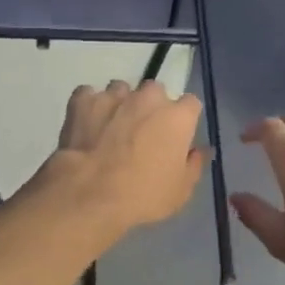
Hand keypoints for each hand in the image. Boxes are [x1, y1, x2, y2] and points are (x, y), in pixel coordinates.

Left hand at [40, 80, 207, 237]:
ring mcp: (114, 96)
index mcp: (177, 117)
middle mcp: (148, 98)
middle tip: (142, 132)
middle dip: (151, 107)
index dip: (184, 119)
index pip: (190, 104)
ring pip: (121, 90)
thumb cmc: (143, 194)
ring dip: (120, 104)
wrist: (91, 192)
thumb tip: (200, 150)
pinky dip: (89, 106)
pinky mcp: (84, 101)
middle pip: (155, 92)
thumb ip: (194, 164)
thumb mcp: (181, 190)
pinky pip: (88, 95)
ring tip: (111, 128)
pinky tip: (86, 124)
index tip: (176, 135)